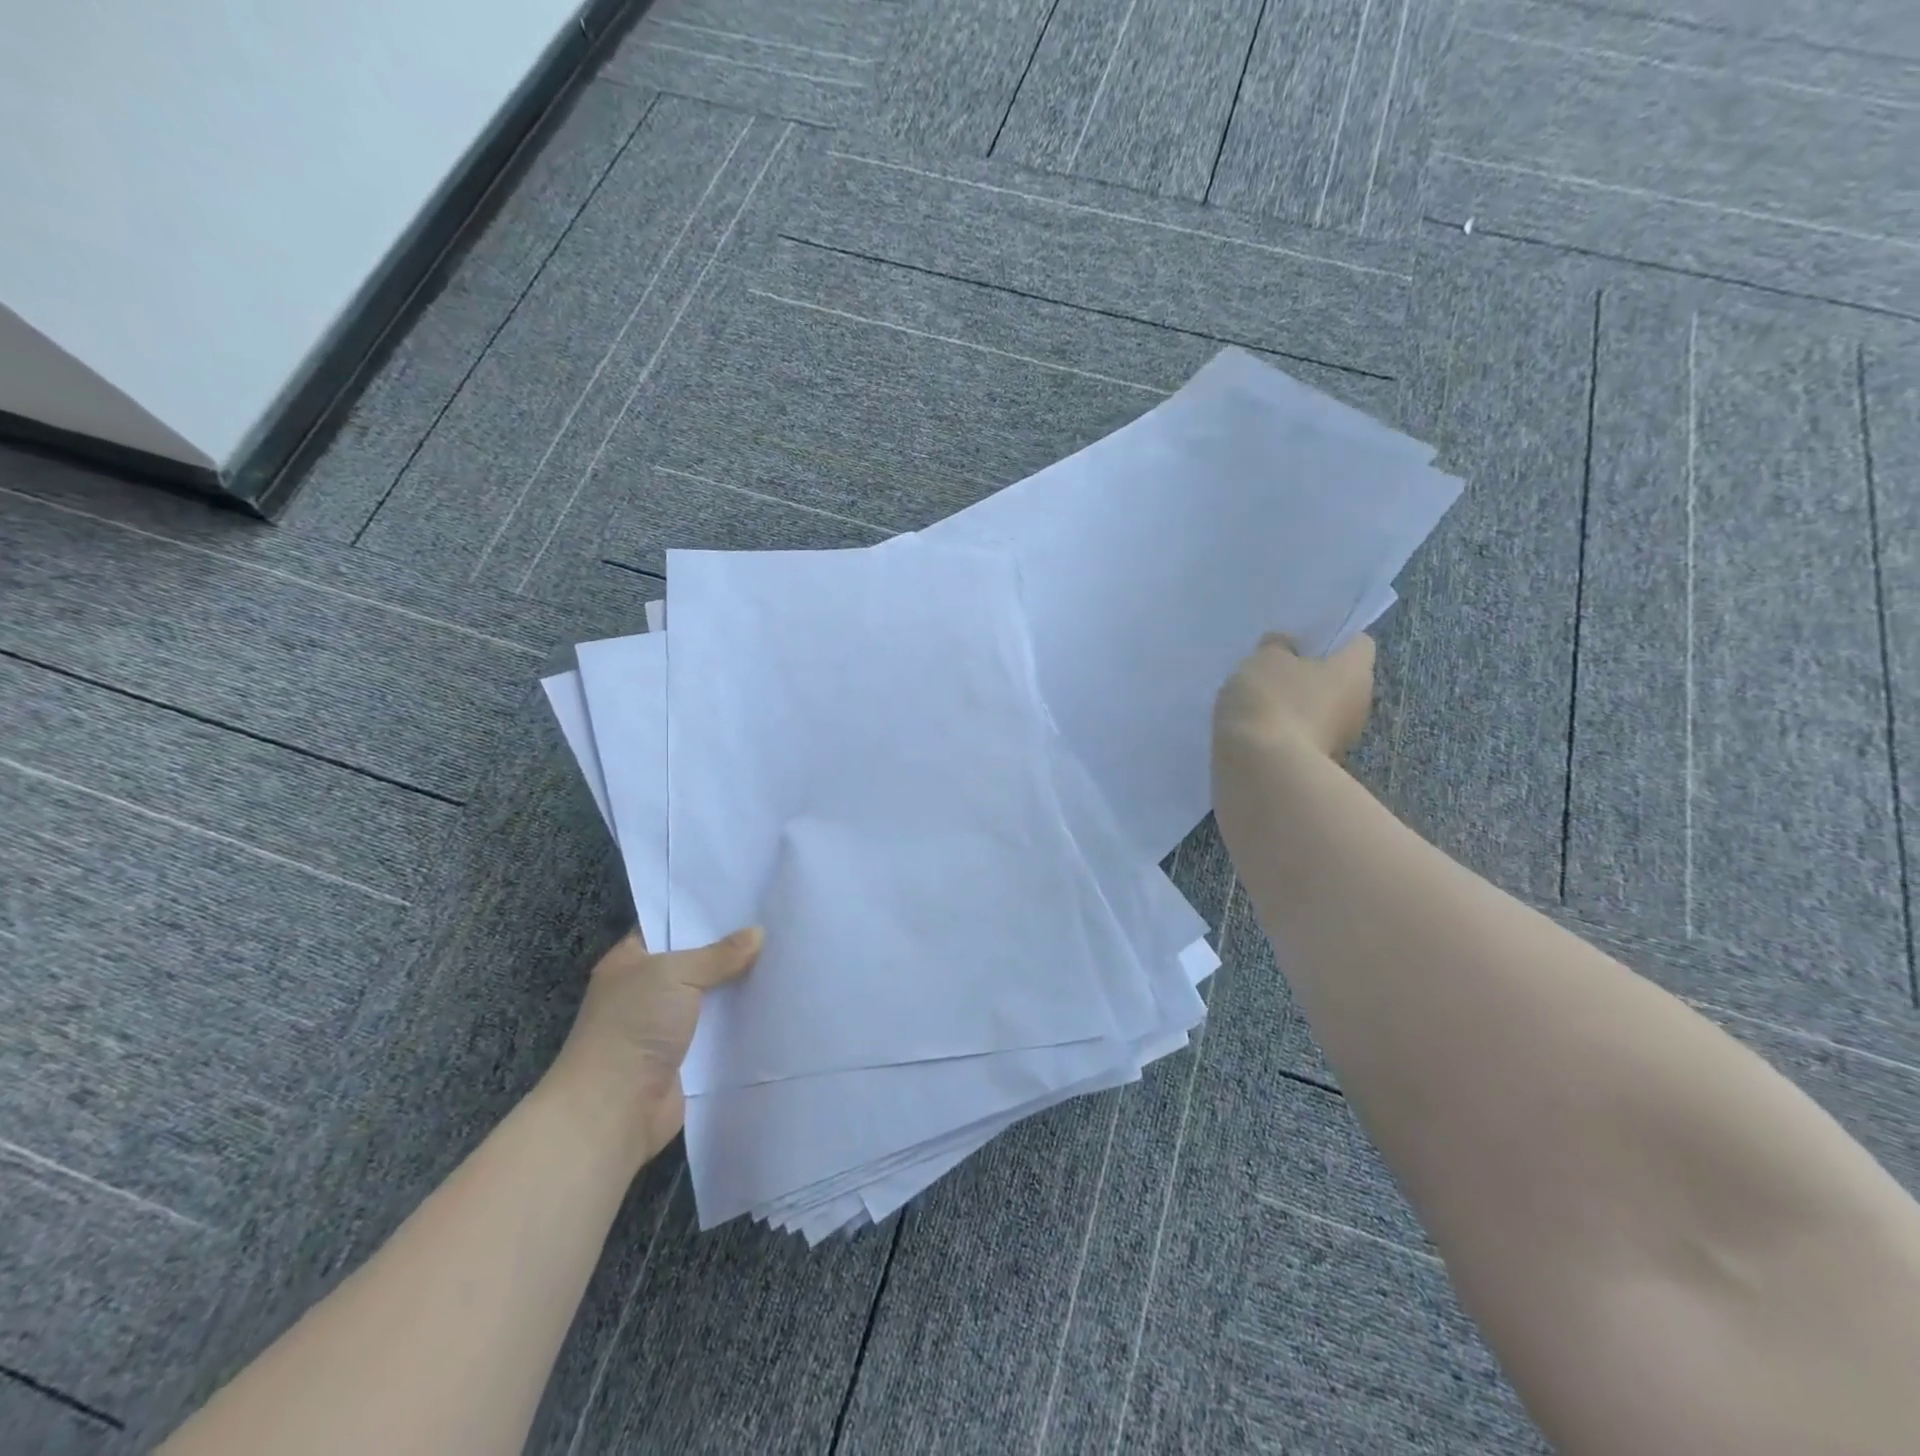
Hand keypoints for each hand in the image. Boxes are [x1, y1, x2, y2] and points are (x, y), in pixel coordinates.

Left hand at [544, 926, 761, 1168]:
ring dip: (738, 986)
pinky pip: (718, 1030)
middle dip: (729, 949)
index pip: (669, 926)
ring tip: (783, 959)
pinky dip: (740, 1021)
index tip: (745, 902)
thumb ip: (718, 954)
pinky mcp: (685, 1057)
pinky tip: (774, 1002)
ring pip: (710, 996)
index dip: (702, 914)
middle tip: (774, 926)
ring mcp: (664, 1026)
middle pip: (695, 961)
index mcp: (630, 961)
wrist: (613, 1111)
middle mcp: (645, 990)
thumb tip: (757, 934)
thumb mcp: (674, 974)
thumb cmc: (633, 1028)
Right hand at [1213, 632, 1375, 763]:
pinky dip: (1283, 731)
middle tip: (1273, 669)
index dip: (1331, 636)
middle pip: (1338, 679)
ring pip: (1319, 710)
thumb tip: (1286, 647)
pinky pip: (1301, 736)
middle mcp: (1359, 704)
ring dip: (1295, 705)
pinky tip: (1255, 730)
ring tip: (1257, 702)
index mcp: (1356, 670)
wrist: (1261, 770)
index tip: (1298, 638)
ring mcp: (1339, 739)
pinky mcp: (1316, 764)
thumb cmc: (1271, 700)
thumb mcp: (1264, 659)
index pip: (1357, 642)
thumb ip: (1276, 647)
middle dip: (1309, 673)